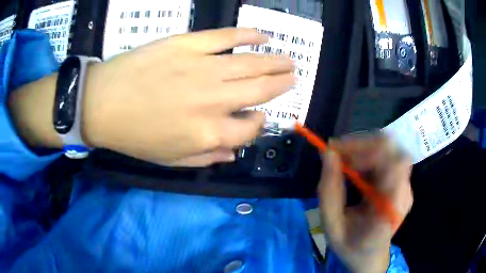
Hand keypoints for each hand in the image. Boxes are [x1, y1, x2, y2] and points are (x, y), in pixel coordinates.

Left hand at [82, 28, 294, 165]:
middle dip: (282, 84)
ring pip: (251, 63)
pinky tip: (263, 35)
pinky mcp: (187, 44)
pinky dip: (248, 35)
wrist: (101, 104)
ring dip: (275, 61)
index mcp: (208, 134)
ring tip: (289, 59)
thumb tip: (234, 151)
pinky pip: (225, 37)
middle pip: (260, 90)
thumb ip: (207, 158)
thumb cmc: (133, 136)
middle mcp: (213, 101)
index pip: (250, 129)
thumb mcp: (170, 160)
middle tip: (293, 76)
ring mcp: (202, 68)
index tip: (259, 115)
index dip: (259, 122)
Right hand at [318, 137, 412, 272]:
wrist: (370, 257)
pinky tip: (354, 167)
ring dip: (364, 148)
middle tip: (336, 153)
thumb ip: (329, 192)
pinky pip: (386, 157)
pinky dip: (367, 155)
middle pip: (392, 149)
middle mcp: (404, 192)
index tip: (338, 154)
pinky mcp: (400, 182)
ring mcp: (405, 186)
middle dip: (362, 144)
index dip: (368, 151)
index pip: (394, 163)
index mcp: (391, 208)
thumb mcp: (332, 226)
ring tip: (342, 160)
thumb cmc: (351, 246)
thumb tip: (327, 153)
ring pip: (389, 149)